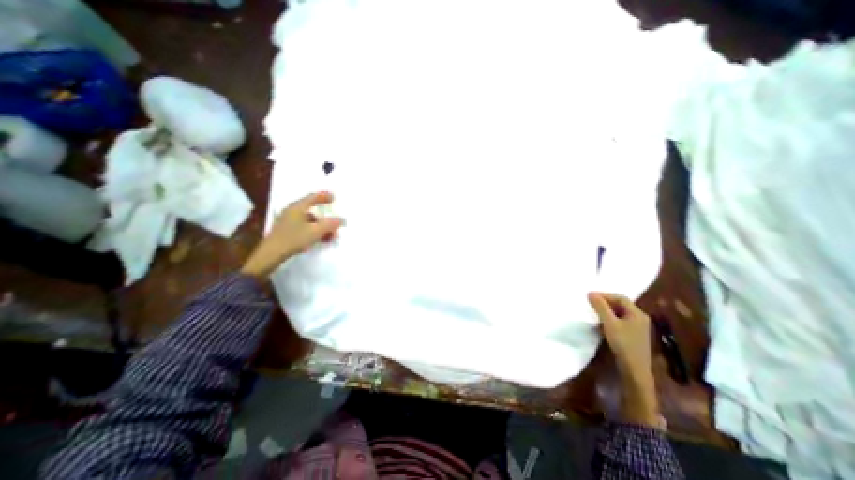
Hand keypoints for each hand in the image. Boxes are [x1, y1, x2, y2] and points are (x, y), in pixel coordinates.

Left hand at [238, 192, 342, 278]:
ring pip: (309, 220)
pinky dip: (314, 231)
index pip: (312, 198)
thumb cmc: (294, 238)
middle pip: (311, 210)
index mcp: (297, 208)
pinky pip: (304, 227)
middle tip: (335, 222)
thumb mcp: (316, 231)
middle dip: (325, 217)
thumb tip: (342, 219)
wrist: (272, 254)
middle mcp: (291, 211)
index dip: (323, 196)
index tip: (333, 197)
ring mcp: (287, 221)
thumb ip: (330, 224)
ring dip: (321, 227)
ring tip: (330, 236)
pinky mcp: (286, 231)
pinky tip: (320, 239)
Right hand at [589, 288, 659, 426]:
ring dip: (606, 311)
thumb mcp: (609, 323)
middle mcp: (640, 319)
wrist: (634, 370)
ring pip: (620, 314)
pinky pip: (620, 322)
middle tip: (590, 303)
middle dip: (605, 302)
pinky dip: (610, 319)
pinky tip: (601, 324)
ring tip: (593, 312)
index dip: (605, 295)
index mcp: (637, 314)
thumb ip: (600, 307)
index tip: (590, 297)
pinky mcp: (633, 336)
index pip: (620, 298)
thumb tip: (590, 293)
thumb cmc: (623, 343)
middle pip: (621, 305)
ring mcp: (637, 328)